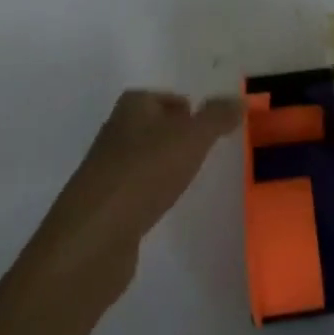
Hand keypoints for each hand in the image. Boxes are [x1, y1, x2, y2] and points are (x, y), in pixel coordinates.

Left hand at [29, 90, 240, 304]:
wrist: (94, 237)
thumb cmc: (145, 173)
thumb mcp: (191, 138)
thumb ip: (217, 117)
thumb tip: (238, 100)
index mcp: (132, 107)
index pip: (163, 97)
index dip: (186, 108)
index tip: (209, 127)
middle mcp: (116, 132)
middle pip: (153, 126)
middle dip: (178, 136)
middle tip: (206, 151)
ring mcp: (107, 170)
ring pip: (145, 158)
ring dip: (165, 166)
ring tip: (190, 178)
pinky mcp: (105, 206)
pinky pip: (136, 190)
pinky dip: (152, 193)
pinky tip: (165, 206)